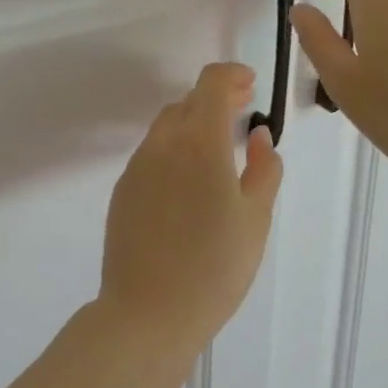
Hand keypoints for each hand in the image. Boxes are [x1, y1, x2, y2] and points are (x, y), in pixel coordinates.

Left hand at [97, 63, 281, 366]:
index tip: (250, 85)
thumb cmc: (214, 268)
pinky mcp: (124, 187)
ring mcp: (138, 164)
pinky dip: (175, 148)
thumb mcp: (255, 220)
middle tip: (243, 110)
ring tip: (219, 145)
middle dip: (216, 99)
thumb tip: (258, 136)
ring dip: (193, 122)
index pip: (210, 84)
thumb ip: (263, 169)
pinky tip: (190, 179)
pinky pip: (153, 152)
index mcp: (199, 142)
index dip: (231, 75)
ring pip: (168, 126)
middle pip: (188, 102)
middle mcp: (163, 143)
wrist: (147, 312)